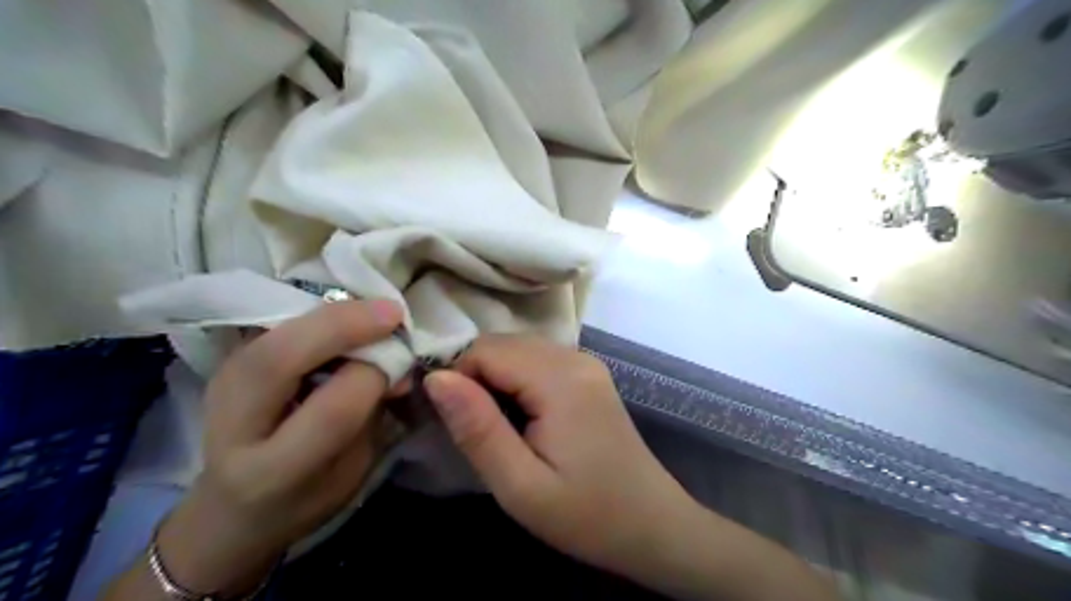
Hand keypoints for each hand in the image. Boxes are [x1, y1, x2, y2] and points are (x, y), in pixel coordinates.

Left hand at [151, 299, 400, 595]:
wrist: (231, 509)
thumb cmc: (306, 499)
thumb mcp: (352, 471)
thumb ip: (372, 415)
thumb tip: (399, 362)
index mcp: (273, 472)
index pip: (332, 409)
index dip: (374, 374)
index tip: (405, 359)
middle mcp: (235, 426)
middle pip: (281, 358)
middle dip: (345, 326)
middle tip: (393, 314)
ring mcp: (222, 386)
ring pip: (275, 331)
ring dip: (333, 313)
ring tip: (375, 312)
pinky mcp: (227, 362)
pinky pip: (276, 324)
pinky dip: (318, 314)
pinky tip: (347, 317)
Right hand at [418, 337, 694, 578]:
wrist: (653, 525)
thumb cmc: (587, 514)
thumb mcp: (520, 485)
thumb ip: (477, 428)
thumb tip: (436, 378)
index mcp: (560, 379)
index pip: (485, 350)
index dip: (458, 380)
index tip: (455, 424)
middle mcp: (574, 357)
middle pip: (502, 344)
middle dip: (474, 378)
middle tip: (474, 430)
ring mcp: (586, 362)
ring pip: (518, 349)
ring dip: (494, 379)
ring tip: (496, 428)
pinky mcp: (589, 374)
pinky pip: (537, 361)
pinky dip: (516, 380)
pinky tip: (521, 418)